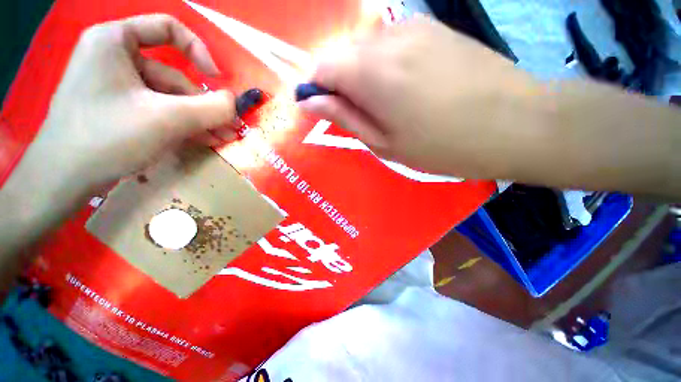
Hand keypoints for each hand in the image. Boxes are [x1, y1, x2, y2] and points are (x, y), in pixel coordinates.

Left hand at [38, 14, 236, 188]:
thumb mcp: (166, 119)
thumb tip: (236, 103)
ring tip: (222, 139)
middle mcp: (115, 59)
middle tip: (229, 128)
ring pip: (169, 99)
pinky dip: (182, 125)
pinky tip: (203, 139)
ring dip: (198, 120)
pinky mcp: (119, 111)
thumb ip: (209, 108)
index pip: (167, 28)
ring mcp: (116, 87)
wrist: (63, 179)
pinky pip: (159, 111)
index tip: (217, 79)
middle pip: (173, 76)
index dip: (198, 51)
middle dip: (203, 105)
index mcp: (115, 42)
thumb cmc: (108, 137)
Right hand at [301, 16, 544, 178]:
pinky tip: (408, 88)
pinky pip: (391, 44)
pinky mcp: (434, 28)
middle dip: (340, 83)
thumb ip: (344, 117)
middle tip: (361, 115)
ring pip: (366, 48)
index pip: (321, 66)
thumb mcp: (384, 143)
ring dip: (363, 75)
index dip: (315, 88)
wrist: (516, 124)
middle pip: (342, 54)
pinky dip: (385, 65)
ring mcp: (414, 28)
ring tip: (387, 105)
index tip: (325, 110)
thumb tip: (311, 102)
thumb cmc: (441, 146)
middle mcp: (387, 39)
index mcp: (371, 73)